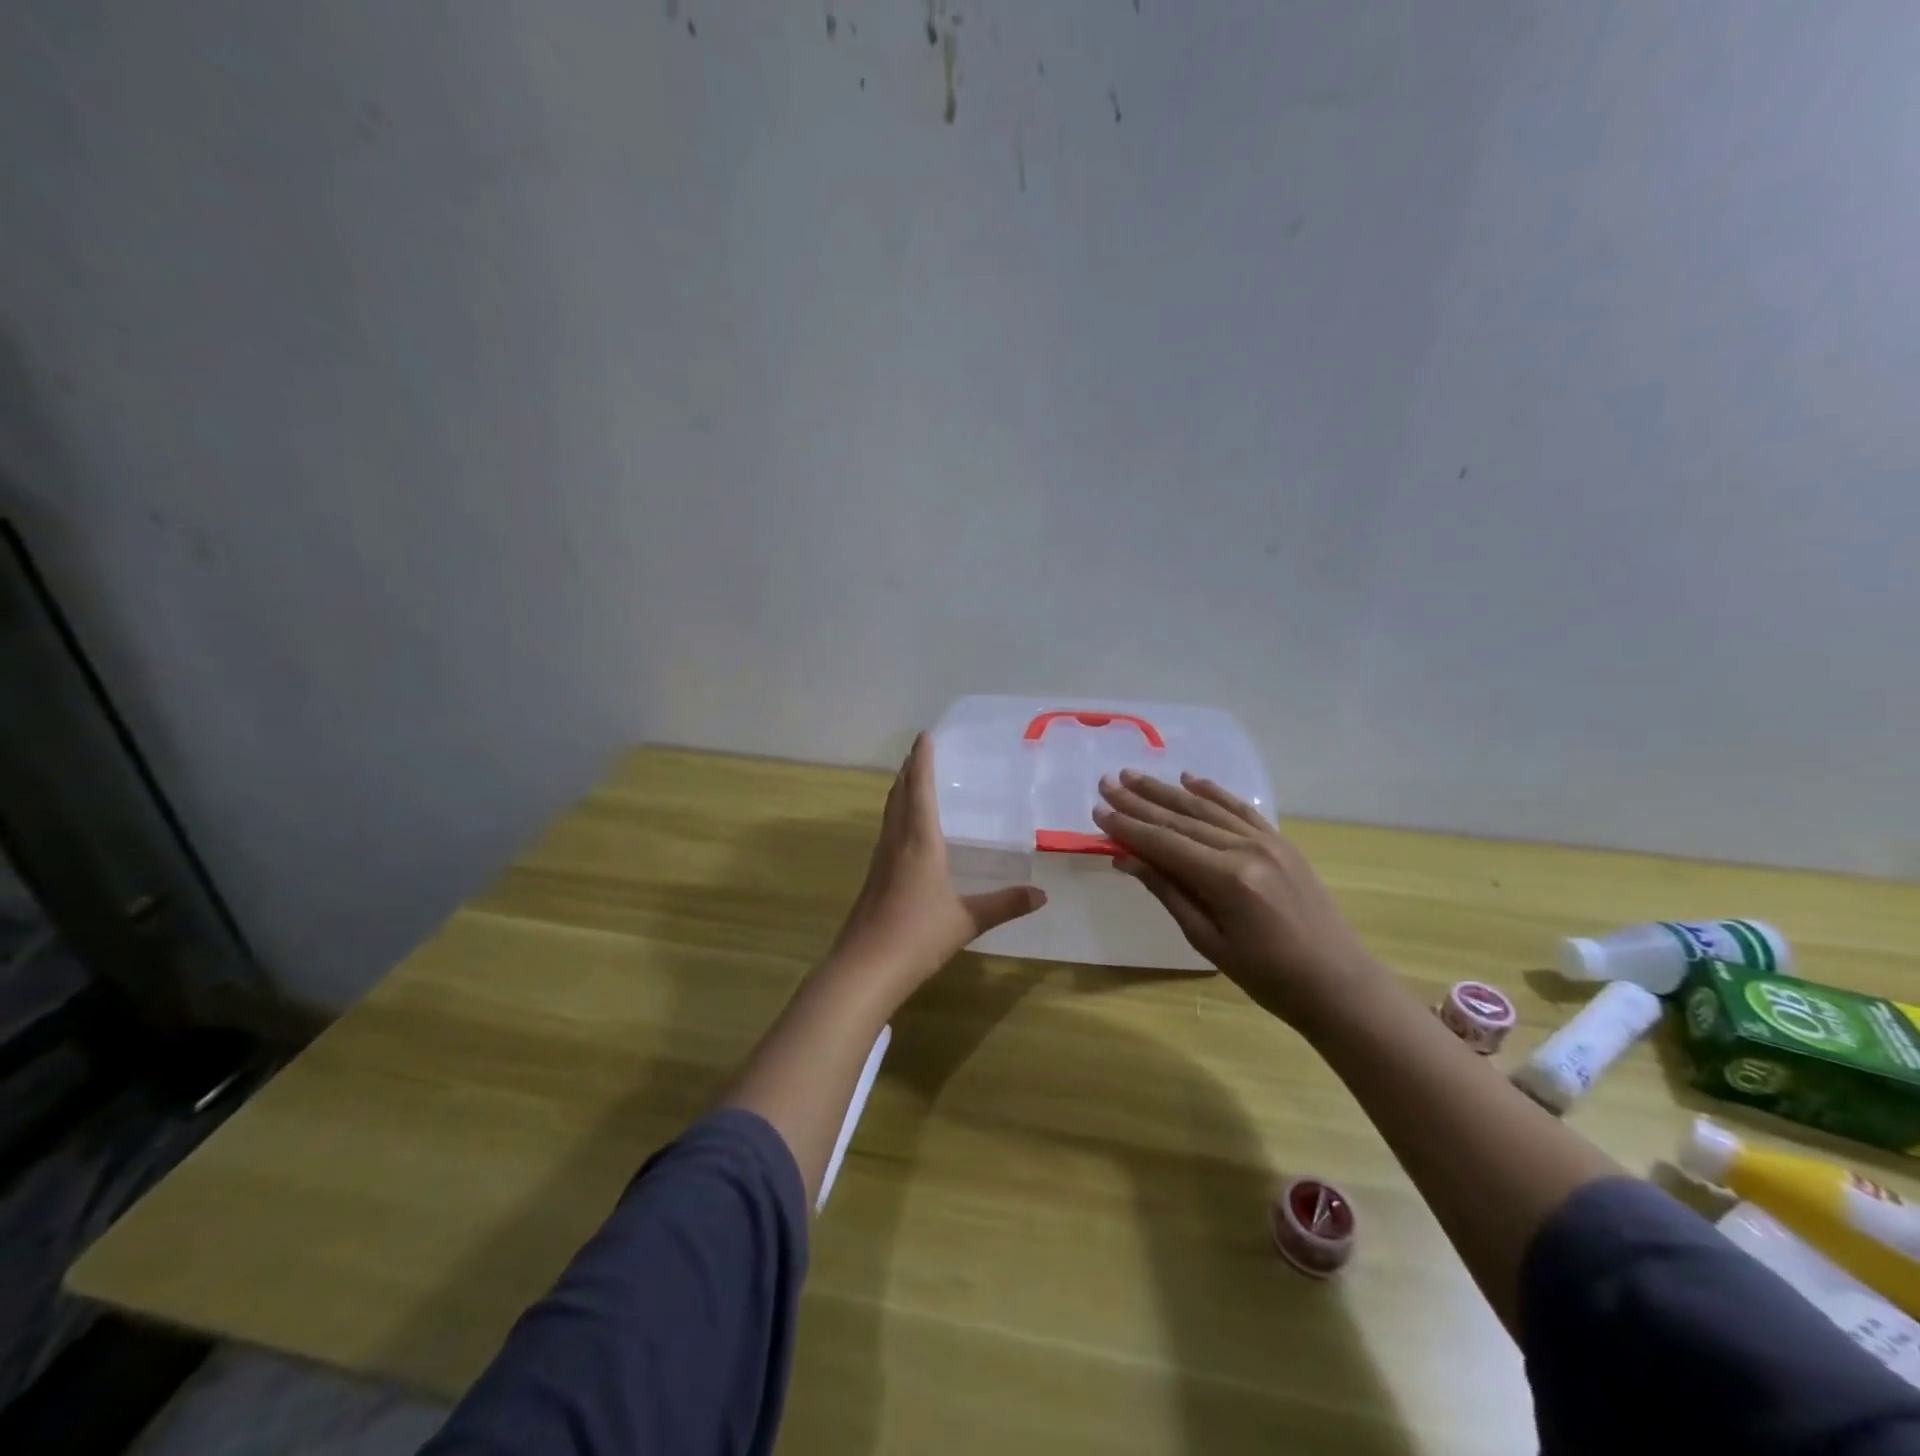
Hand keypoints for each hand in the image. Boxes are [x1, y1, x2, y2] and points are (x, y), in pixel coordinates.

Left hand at [829, 734, 1045, 988]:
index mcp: (920, 842)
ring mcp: (880, 860)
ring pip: (889, 813)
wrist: (866, 967)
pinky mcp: (872, 878)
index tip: (925, 736)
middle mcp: (896, 842)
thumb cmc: (918, 936)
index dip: (922, 761)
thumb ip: (1004, 904)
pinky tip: (903, 831)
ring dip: (900, 791)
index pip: (920, 790)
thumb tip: (1041, 894)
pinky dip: (896, 816)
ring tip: (911, 780)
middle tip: (919, 752)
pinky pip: (886, 833)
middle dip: (909, 770)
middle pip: (899, 795)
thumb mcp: (968, 921)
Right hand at [1093, 769, 1379, 1026]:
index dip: (1127, 827)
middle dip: (1139, 801)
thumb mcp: (1209, 942)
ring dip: (1167, 790)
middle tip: (1106, 784)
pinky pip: (1240, 810)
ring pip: (1206, 808)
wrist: (1339, 984)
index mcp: (1226, 879)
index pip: (1163, 843)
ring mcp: (1267, 841)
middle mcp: (1246, 849)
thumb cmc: (1268, 977)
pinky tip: (1190, 779)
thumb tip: (1127, 860)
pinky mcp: (1281, 843)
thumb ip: (1168, 893)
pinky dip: (1213, 793)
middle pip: (1181, 819)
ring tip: (1134, 776)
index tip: (1097, 811)